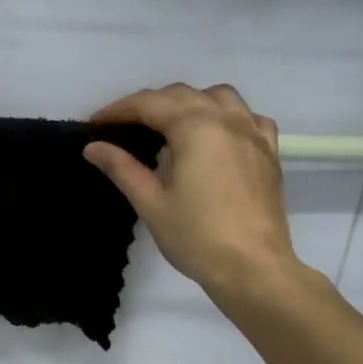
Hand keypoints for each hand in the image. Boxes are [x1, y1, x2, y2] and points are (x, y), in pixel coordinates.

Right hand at [84, 83, 301, 301]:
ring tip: (170, 126)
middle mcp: (226, 120)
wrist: (253, 268)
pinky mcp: (269, 152)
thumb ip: (122, 168)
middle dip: (149, 104)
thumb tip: (93, 147)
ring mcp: (253, 134)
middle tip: (123, 128)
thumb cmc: (196, 238)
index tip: (95, 124)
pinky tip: (216, 136)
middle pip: (182, 95)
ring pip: (219, 97)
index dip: (118, 110)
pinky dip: (227, 116)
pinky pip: (249, 117)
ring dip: (189, 102)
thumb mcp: (150, 203)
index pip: (149, 104)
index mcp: (195, 128)